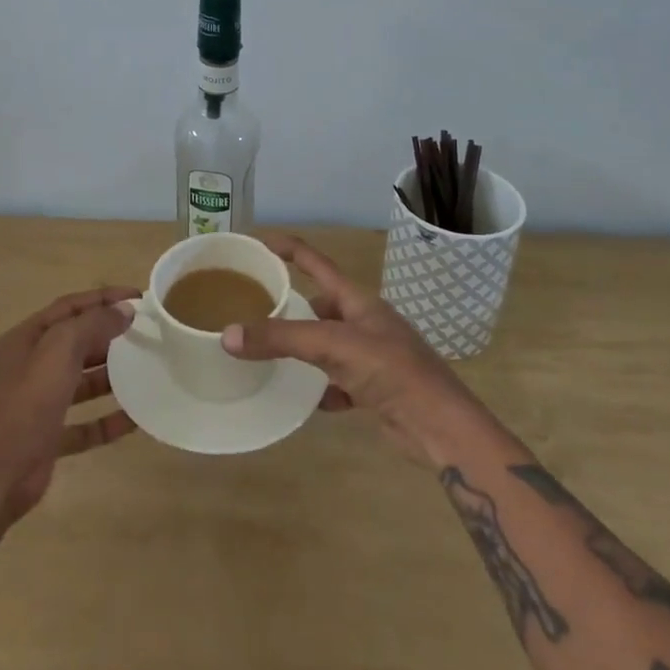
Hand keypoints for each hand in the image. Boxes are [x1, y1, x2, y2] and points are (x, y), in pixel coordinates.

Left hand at [0, 287, 137, 534]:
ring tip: (146, 370)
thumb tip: (125, 310)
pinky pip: (85, 424)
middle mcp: (30, 368)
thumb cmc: (26, 404)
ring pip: (81, 383)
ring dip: (111, 376)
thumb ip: (92, 325)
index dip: (103, 298)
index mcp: (25, 340)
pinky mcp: (49, 438)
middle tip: (146, 334)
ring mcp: (38, 404)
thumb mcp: (59, 352)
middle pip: (75, 343)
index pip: (69, 307)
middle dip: (109, 336)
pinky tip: (136, 418)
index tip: (138, 297)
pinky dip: (107, 420)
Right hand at [223, 236, 495, 464]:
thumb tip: (228, 335)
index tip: (257, 242)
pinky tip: (304, 399)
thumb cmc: (392, 370)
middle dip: (290, 306)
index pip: (316, 262)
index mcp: (357, 300)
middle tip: (253, 309)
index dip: (288, 248)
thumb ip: (282, 339)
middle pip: (319, 305)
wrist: (440, 427)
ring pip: (326, 345)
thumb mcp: (333, 346)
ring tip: (267, 352)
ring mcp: (370, 356)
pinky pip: (336, 383)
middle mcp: (363, 322)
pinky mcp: (373, 390)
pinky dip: (320, 388)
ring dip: (302, 348)